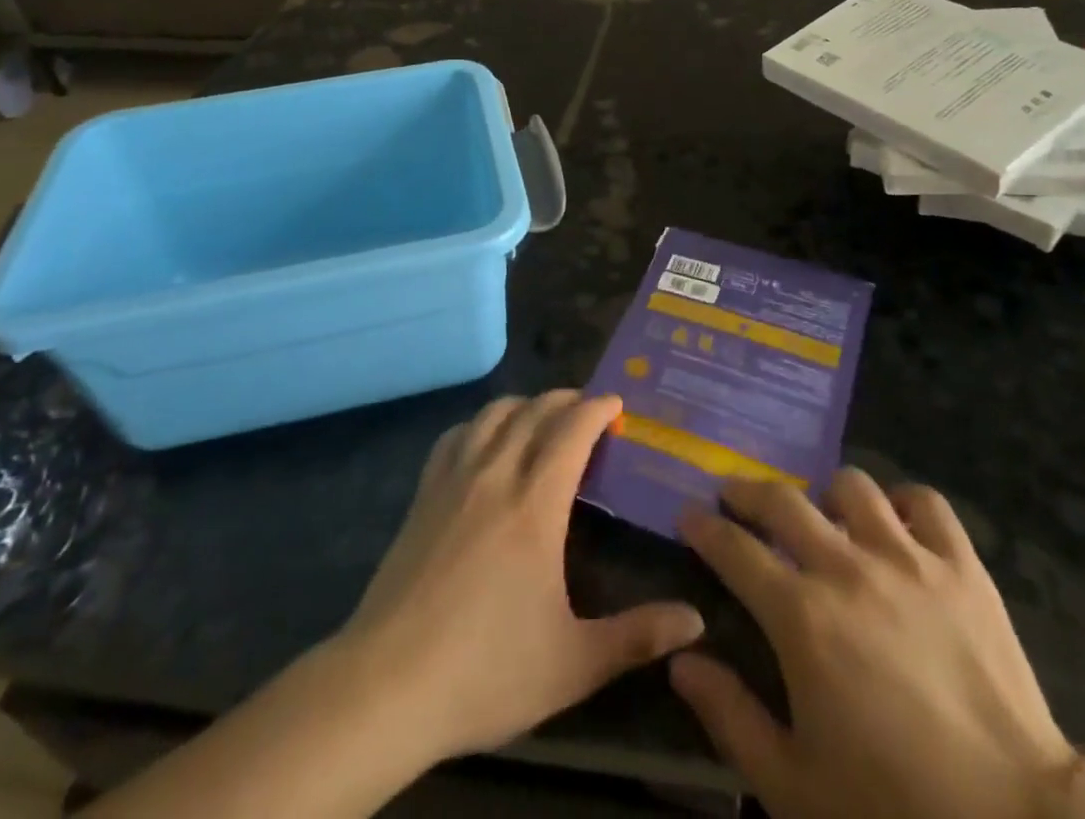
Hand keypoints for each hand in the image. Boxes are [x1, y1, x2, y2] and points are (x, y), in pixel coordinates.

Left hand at [335, 391, 704, 762]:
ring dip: (524, 404)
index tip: (617, 403)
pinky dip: (480, 424)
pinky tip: (484, 441)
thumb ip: (637, 637)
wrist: (387, 685)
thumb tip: (696, 621)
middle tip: (589, 408)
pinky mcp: (423, 495)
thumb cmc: (486, 671)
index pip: (571, 431)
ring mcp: (453, 480)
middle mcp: (495, 475)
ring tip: (542, 417)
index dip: (597, 409)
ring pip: (492, 415)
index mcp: (535, 504)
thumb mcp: (573, 664)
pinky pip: (455, 436)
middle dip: (566, 399)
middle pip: (533, 411)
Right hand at [671, 474, 1077, 818]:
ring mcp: (908, 559)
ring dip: (826, 495)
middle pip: (783, 501)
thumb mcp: (793, 784)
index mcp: (801, 616)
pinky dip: (904, 504)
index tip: (688, 515)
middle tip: (735, 497)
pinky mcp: (962, 567)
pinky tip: (896, 524)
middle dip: (747, 491)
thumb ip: (730, 716)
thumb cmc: (895, 809)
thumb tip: (681, 662)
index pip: (734, 548)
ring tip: (823, 514)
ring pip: (852, 488)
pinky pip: (927, 503)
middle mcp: (847, 568)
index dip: (704, 527)